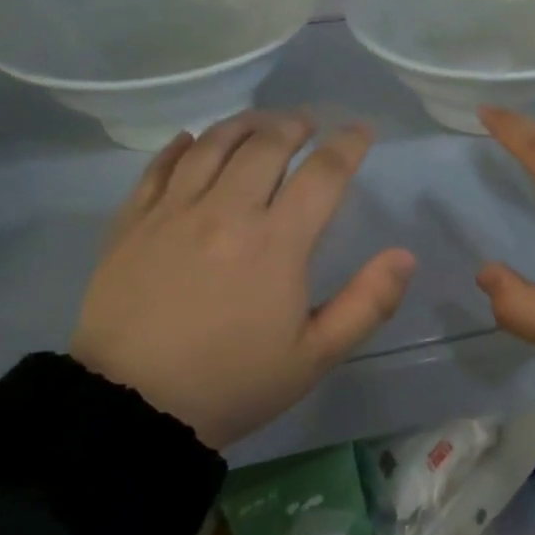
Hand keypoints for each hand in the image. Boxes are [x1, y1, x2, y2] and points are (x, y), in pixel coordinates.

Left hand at [71, 112, 415, 450]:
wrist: (128, 412)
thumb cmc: (231, 384)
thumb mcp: (313, 358)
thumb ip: (367, 304)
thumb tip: (405, 256)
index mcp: (276, 242)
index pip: (323, 173)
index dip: (348, 144)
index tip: (361, 131)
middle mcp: (226, 211)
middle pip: (267, 143)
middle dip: (295, 124)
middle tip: (307, 124)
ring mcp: (173, 211)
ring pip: (213, 143)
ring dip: (244, 123)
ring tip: (261, 122)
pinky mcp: (132, 221)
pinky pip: (159, 166)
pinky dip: (181, 146)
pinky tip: (192, 140)